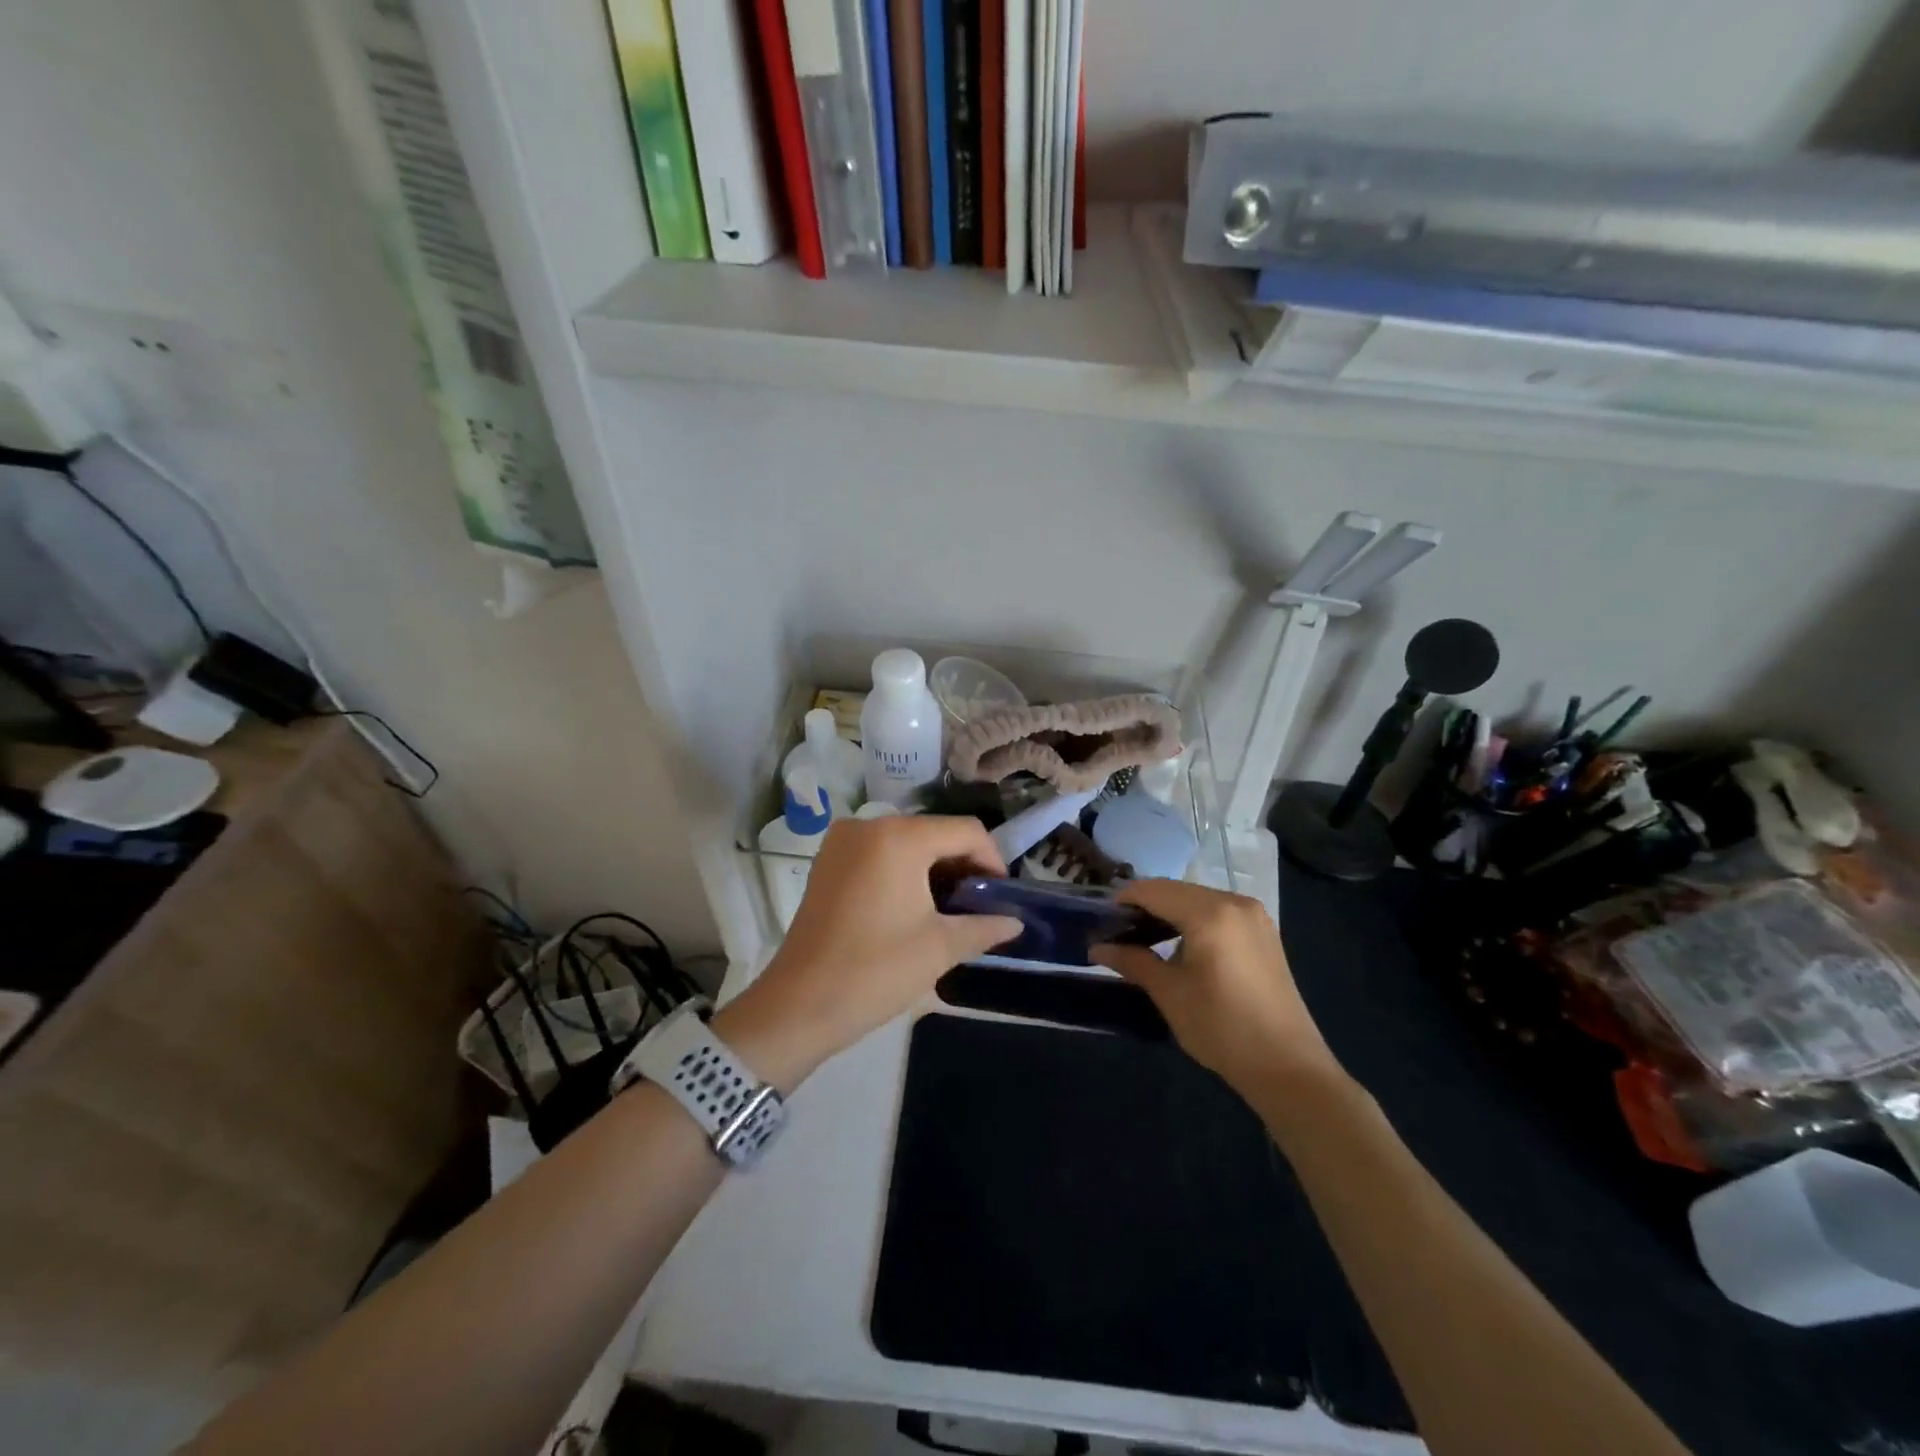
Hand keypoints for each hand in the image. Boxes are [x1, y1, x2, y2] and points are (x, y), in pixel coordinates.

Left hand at [714, 816, 1020, 1090]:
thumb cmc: (875, 970)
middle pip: (935, 832)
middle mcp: (870, 825)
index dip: (992, 860)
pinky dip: (904, 869)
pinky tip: (914, 905)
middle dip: (963, 864)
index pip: (965, 831)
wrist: (799, 1004)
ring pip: (907, 841)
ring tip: (950, 909)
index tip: (1001, 896)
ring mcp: (843, 840)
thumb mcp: (939, 948)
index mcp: (899, 837)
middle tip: (979, 905)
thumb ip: (984, 926)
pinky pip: (880, 852)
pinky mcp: (828, 860)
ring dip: (934, 868)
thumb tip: (1015, 922)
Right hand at [1091, 880, 1345, 1098]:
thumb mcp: (1170, 994)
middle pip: (1176, 890)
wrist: (1287, 1066)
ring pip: (1197, 898)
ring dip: (1169, 911)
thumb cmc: (1222, 1028)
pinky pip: (1217, 911)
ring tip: (1144, 938)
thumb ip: (1133, 961)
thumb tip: (1097, 948)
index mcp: (1210, 913)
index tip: (1100, 919)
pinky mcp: (1263, 931)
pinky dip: (1193, 919)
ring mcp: (1253, 915)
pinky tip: (1180, 944)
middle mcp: (1234, 902)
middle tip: (1118, 931)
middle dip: (1145, 905)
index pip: (1153, 890)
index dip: (1123, 900)